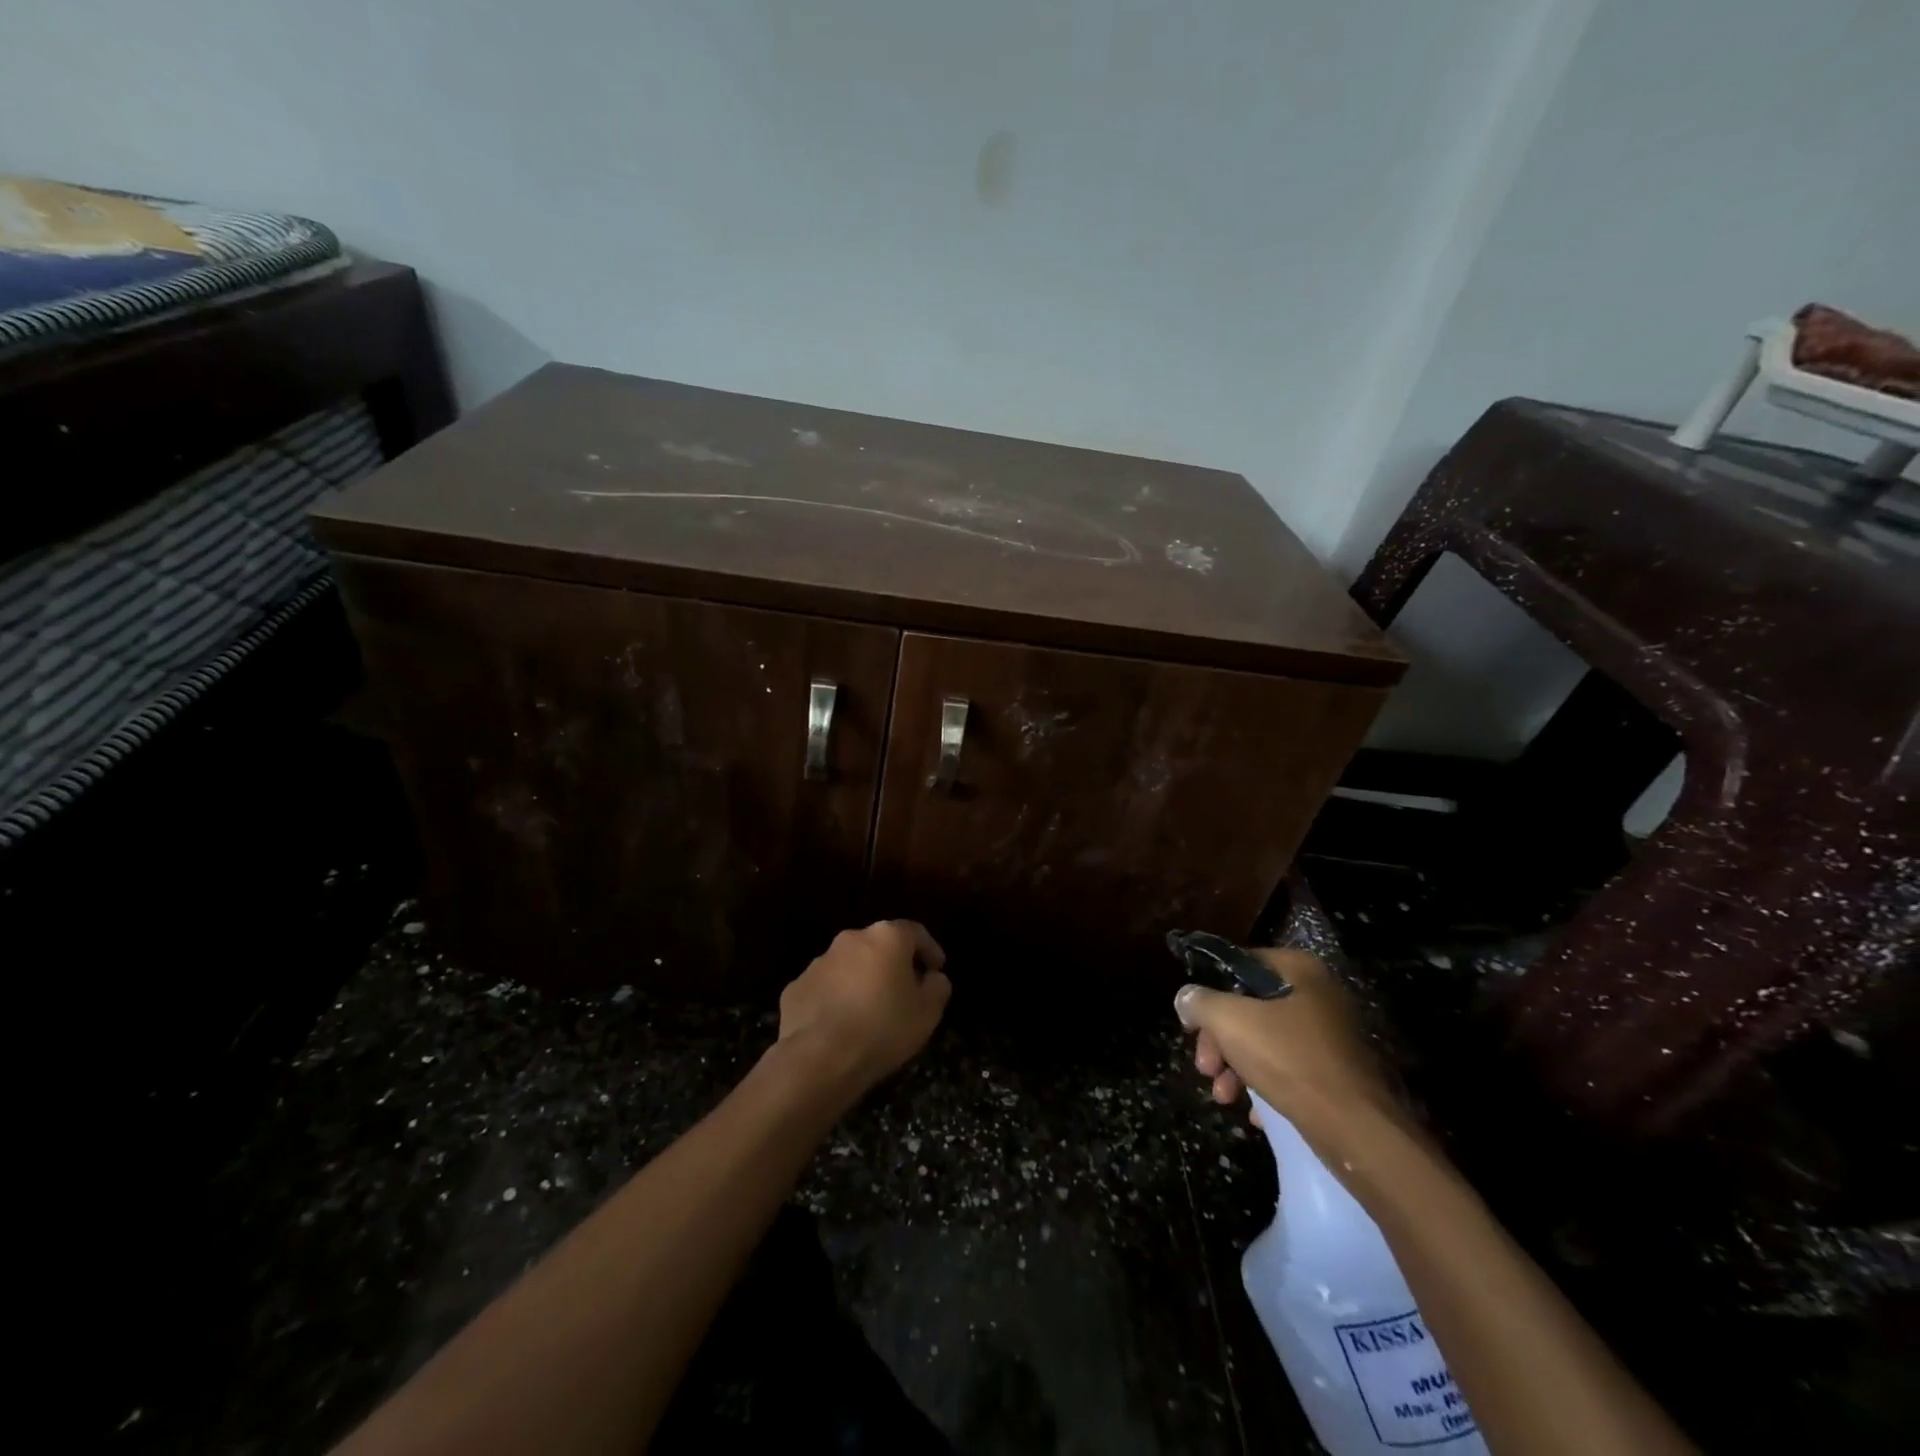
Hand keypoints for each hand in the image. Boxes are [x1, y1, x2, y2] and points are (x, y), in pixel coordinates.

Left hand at [775, 920, 951, 1095]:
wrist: (819, 1058)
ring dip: (862, 980)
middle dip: (893, 964)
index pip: (915, 932)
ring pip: (849, 965)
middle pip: (879, 945)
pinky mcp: (795, 987)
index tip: (937, 969)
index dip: (929, 949)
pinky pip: (825, 988)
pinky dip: (836, 999)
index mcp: (886, 938)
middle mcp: (851, 939)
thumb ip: (937, 988)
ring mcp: (819, 962)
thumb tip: (933, 978)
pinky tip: (841, 1026)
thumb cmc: (883, 1028)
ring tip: (870, 1012)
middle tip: (904, 991)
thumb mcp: (927, 1013)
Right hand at [1174, 949, 1400, 1151]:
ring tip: (1224, 1096)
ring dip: (1236, 1067)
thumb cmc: (1289, 1059)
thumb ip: (1200, 1002)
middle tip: (1205, 1068)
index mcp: (1298, 969)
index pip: (1240, 965)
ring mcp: (1330, 1035)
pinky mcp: (1336, 1073)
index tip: (1191, 1025)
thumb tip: (1185, 998)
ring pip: (1266, 1041)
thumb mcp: (1230, 1021)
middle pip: (1249, 1007)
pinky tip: (1255, 1111)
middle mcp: (1318, 995)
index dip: (1209, 993)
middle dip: (1220, 1040)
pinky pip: (1289, 1070)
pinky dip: (1266, 1085)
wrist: (1355, 1128)